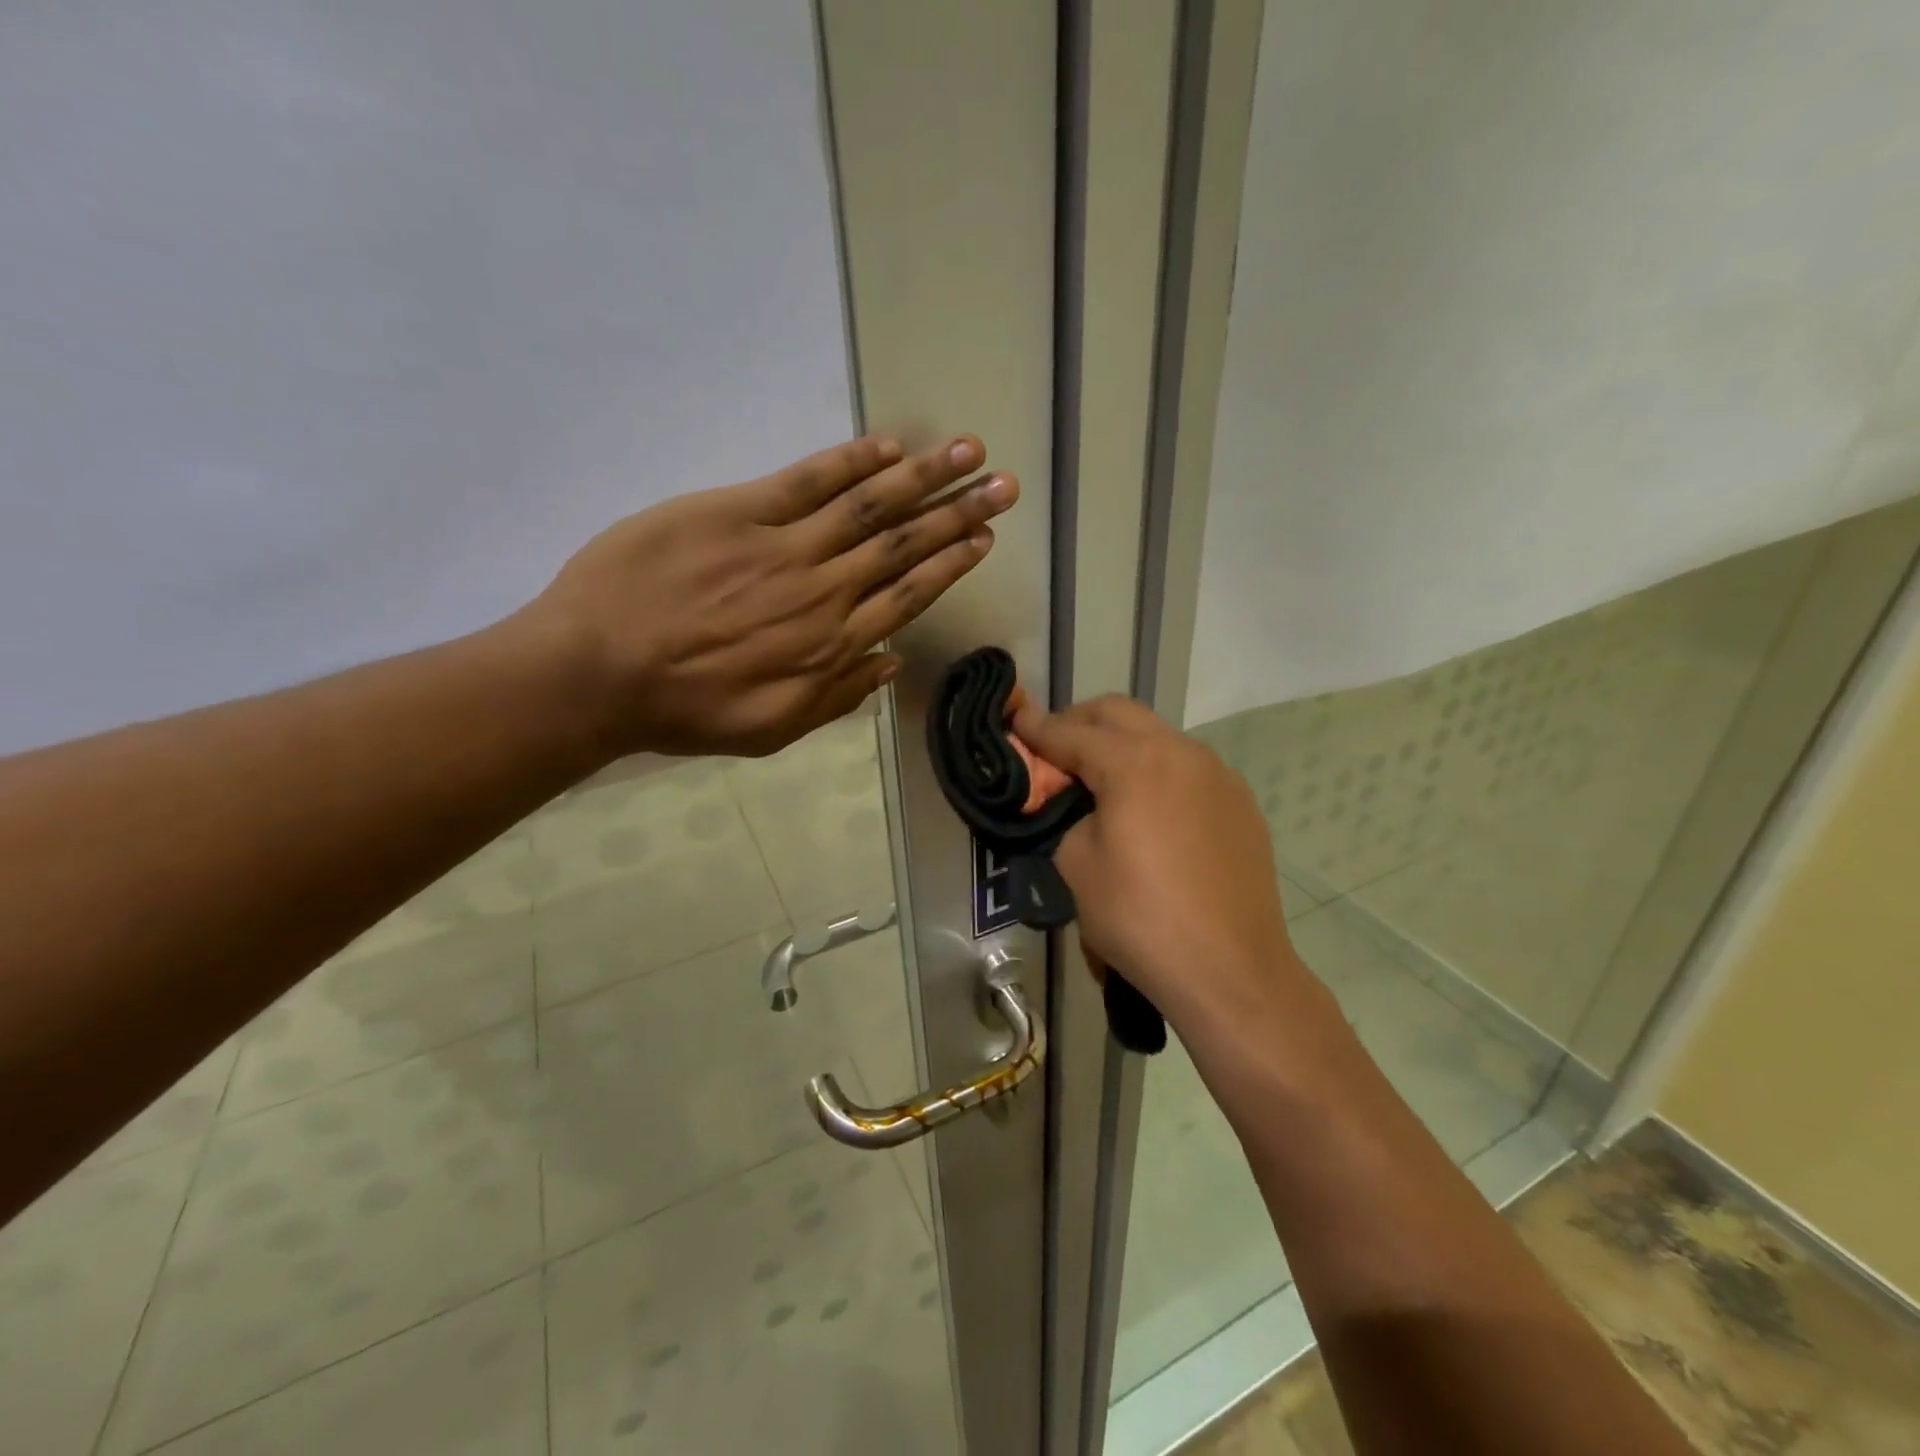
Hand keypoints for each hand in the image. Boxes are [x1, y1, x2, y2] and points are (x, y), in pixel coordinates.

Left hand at [526, 434, 1016, 756]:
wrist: (597, 672)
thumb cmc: (685, 710)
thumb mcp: (772, 728)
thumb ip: (836, 696)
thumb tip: (890, 661)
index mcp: (831, 645)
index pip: (908, 595)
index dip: (951, 564)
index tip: (985, 539)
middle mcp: (823, 591)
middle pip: (904, 545)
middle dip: (959, 513)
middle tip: (1004, 487)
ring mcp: (782, 547)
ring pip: (868, 506)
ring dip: (924, 477)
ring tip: (968, 453)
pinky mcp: (736, 512)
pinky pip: (806, 481)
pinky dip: (850, 462)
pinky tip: (888, 446)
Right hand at [1010, 695, 1306, 1036]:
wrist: (1230, 971)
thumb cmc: (1141, 919)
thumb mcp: (1076, 865)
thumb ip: (1064, 814)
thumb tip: (1073, 802)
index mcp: (1135, 762)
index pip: (1072, 733)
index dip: (1037, 728)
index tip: (1014, 721)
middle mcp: (1182, 752)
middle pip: (1119, 714)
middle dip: (1079, 722)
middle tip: (1053, 749)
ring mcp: (1219, 775)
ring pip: (1158, 736)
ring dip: (1121, 744)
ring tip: (1099, 780)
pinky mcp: (1240, 803)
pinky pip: (1188, 768)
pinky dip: (1157, 771)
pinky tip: (1148, 810)